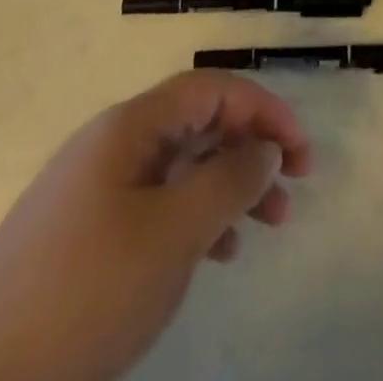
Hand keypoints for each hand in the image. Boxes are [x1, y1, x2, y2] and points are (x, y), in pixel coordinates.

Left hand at [0, 71, 311, 380]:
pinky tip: (216, 255)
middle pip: (200, 123)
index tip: (301, 153)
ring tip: (266, 228)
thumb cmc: (80, 293)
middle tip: (292, 192)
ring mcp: (97, 189)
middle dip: (251, 149)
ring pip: (182, 166)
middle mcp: (115, 143)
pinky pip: (157, 204)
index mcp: (132, 126)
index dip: (264, 110)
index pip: (213, 89)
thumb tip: (265, 148)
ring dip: (228, 187)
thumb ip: (227, 181)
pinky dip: (195, 219)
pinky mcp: (85, 234)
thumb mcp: (170, 235)